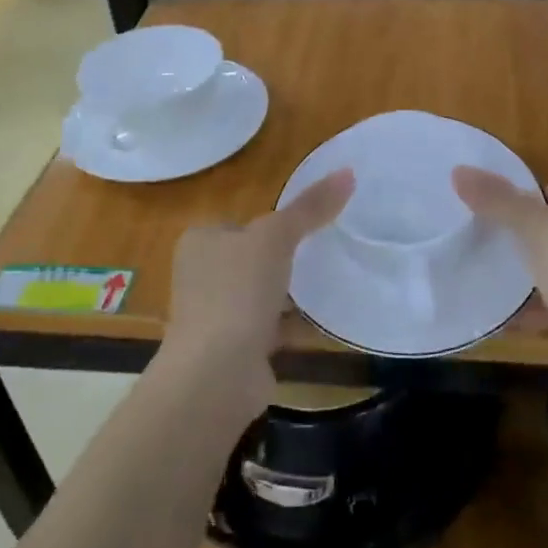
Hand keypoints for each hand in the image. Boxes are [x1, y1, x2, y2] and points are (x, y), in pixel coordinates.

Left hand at [161, 169, 354, 422]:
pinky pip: (270, 328)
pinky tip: (324, 321)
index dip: (273, 223)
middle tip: (325, 253)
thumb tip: (348, 172)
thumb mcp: (276, 237)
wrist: (216, 374)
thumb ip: (310, 207)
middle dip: (284, 260)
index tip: (309, 226)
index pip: (241, 222)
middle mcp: (200, 276)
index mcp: (199, 242)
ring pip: (261, 295)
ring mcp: (213, 316)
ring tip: (330, 282)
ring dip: (289, 294)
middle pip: (252, 259)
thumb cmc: (237, 292)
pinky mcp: (232, 350)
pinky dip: (293, 325)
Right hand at [452, 169, 547, 417]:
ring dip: (525, 272)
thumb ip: (499, 201)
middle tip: (483, 237)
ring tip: (485, 273)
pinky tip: (502, 317)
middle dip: (522, 233)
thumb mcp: (538, 231)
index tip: (498, 207)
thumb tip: (459, 170)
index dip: (533, 193)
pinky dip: (533, 309)